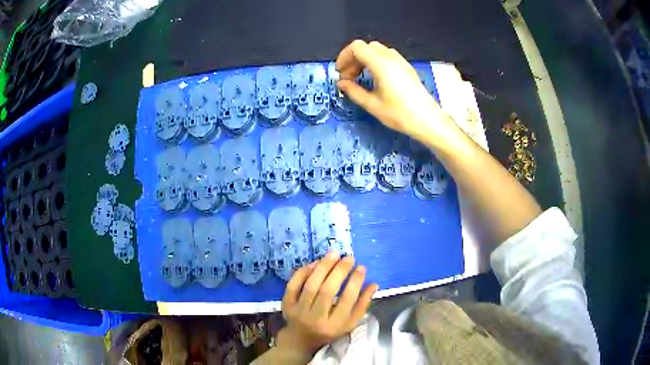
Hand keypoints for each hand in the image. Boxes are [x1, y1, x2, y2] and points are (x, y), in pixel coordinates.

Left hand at [277, 252, 378, 354]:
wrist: (300, 339)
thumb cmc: (330, 330)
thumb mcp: (349, 324)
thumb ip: (362, 305)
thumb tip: (374, 284)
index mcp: (334, 326)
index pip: (346, 301)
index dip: (355, 282)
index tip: (361, 267)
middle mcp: (315, 319)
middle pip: (327, 291)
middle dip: (339, 271)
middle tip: (349, 257)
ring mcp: (298, 311)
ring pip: (311, 286)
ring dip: (323, 267)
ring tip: (334, 254)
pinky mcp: (286, 304)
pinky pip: (293, 285)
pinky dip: (304, 272)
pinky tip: (315, 263)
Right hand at [336, 40, 454, 145]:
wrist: (428, 120)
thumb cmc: (399, 114)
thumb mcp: (372, 105)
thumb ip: (353, 91)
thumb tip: (341, 83)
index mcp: (381, 63)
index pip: (356, 47)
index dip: (344, 56)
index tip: (340, 72)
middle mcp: (391, 57)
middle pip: (366, 47)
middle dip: (353, 59)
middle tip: (349, 77)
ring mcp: (401, 61)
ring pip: (377, 51)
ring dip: (364, 60)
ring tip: (360, 78)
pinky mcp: (406, 68)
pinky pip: (387, 56)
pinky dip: (375, 62)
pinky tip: (375, 79)